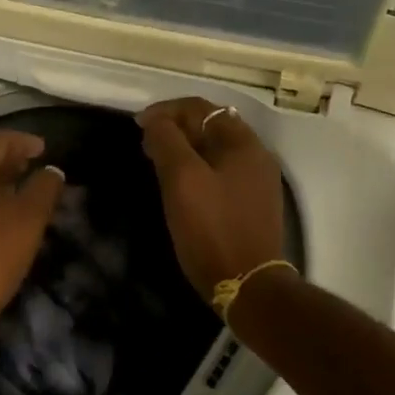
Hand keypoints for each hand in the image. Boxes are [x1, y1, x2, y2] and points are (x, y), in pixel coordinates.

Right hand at [137, 98, 286, 300]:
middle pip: (210, 126)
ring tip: (156, 162)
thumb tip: (154, 120)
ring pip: (214, 150)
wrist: (248, 285)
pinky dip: (196, 168)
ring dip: (184, 149)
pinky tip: (179, 185)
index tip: (138, 125)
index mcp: (243, 143)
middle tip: (145, 144)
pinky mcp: (251, 204)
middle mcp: (255, 155)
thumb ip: (167, 142)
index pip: (201, 108)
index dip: (166, 111)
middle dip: (175, 129)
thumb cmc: (212, 229)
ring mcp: (256, 181)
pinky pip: (220, 172)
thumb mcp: (183, 180)